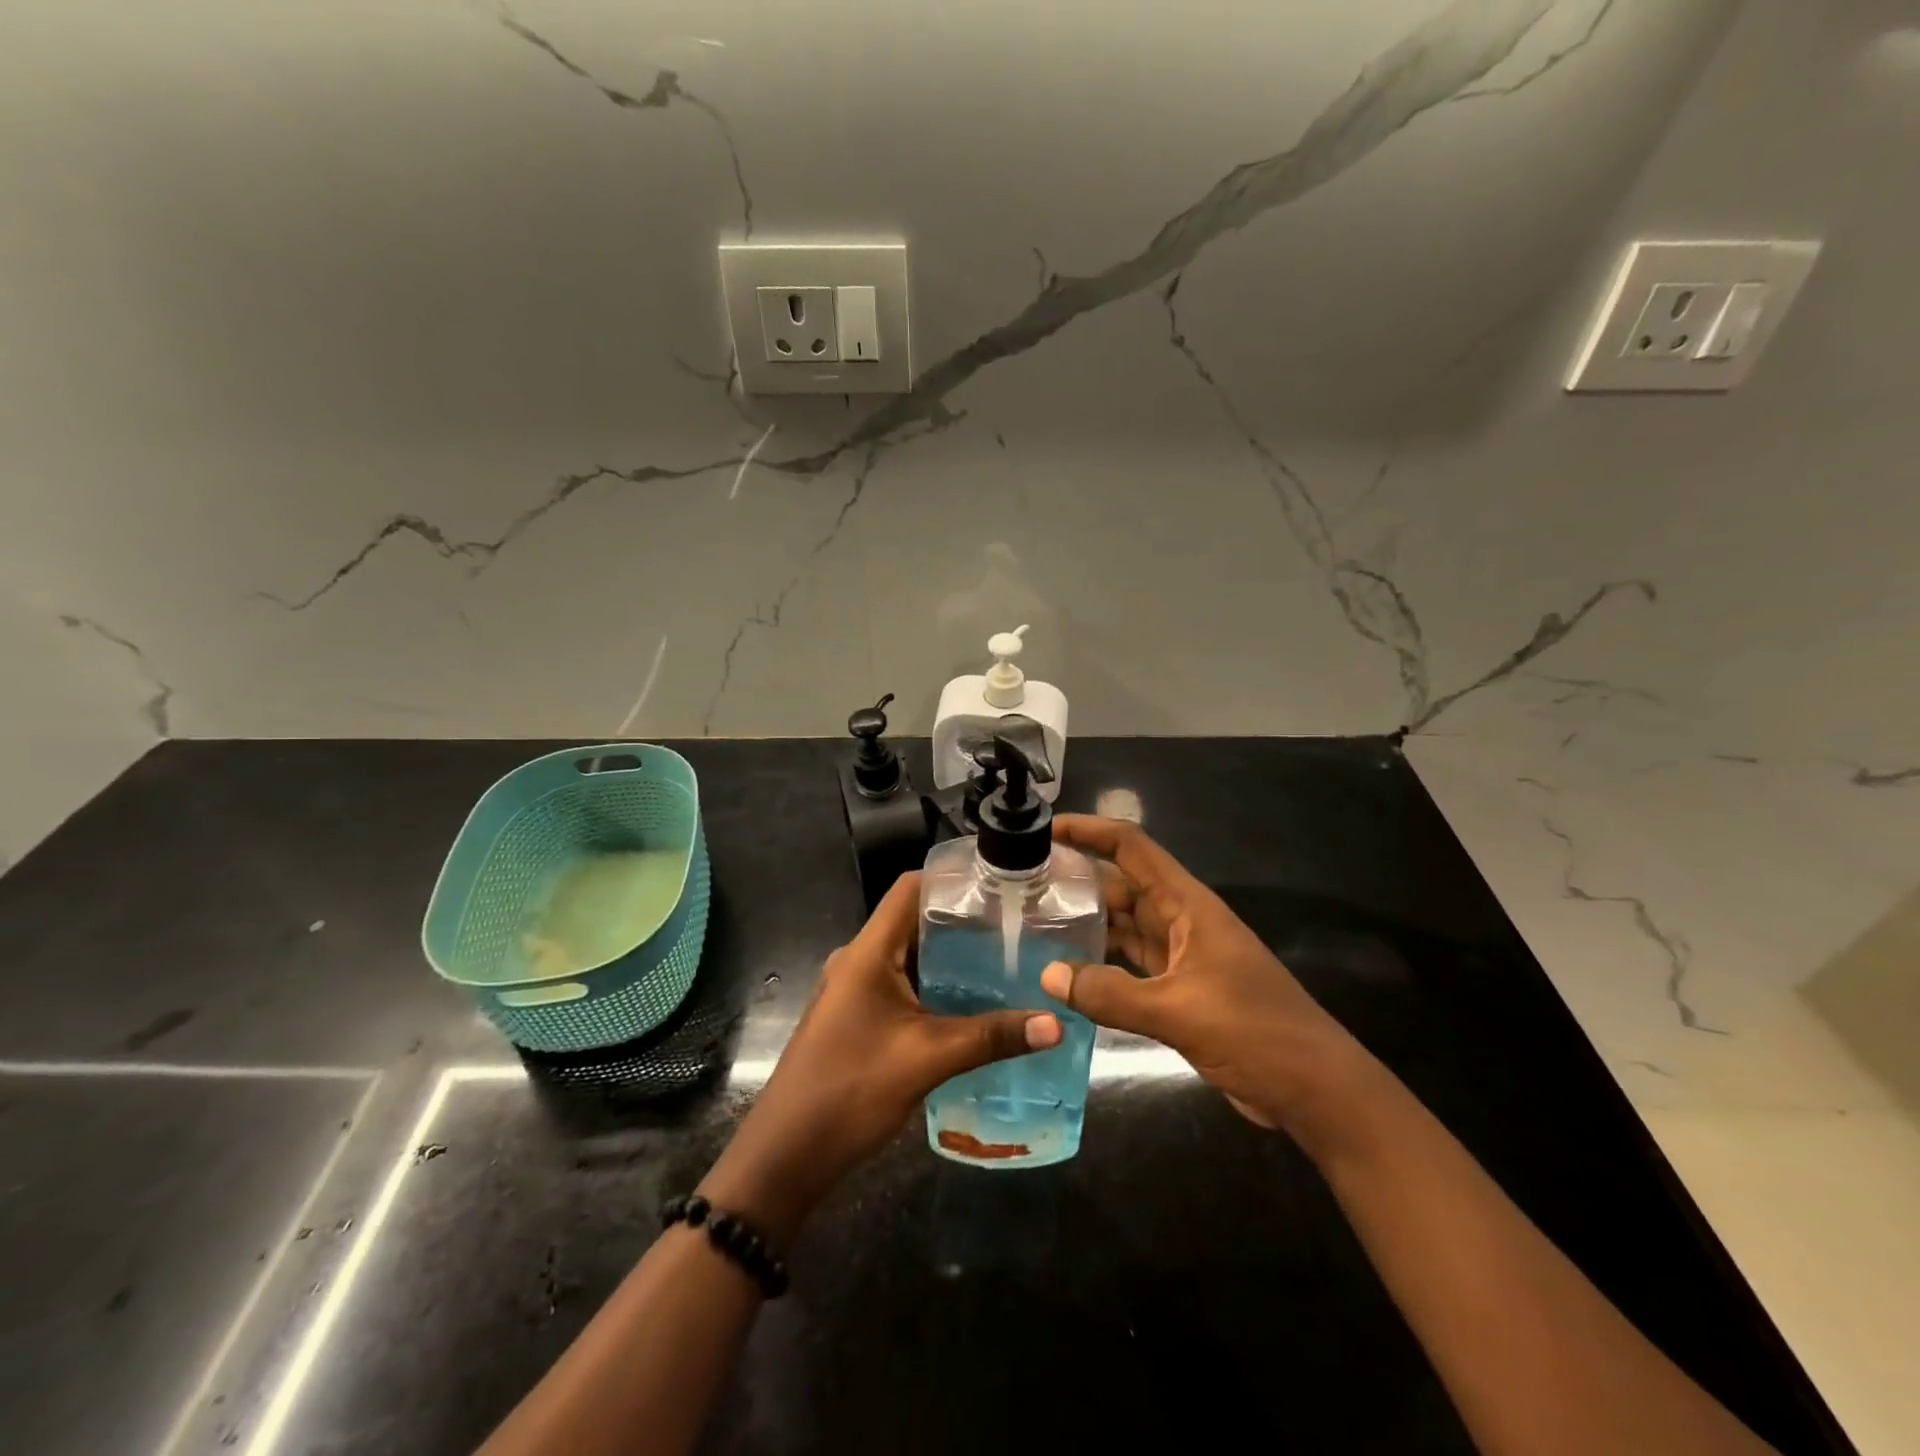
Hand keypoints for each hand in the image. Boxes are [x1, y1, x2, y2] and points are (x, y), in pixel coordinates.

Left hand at [701, 872, 1061, 1240]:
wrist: (786, 1155)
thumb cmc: (850, 1091)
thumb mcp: (927, 1059)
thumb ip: (991, 1037)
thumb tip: (1056, 1023)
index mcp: (869, 951)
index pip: (911, 888)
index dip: (954, 879)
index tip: (1003, 884)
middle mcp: (861, 959)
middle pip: (916, 920)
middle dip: (966, 921)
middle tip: (1020, 926)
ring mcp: (858, 988)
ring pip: (913, 955)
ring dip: (954, 957)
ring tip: (1009, 960)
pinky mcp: (861, 1015)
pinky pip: (906, 984)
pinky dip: (939, 986)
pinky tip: (976, 1003)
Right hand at [1039, 816, 1371, 1138]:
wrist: (1314, 1089)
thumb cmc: (1255, 1032)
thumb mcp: (1179, 1011)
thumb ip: (1111, 994)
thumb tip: (1048, 976)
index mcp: (1187, 905)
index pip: (1132, 848)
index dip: (1090, 830)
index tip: (1045, 828)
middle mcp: (1181, 920)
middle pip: (1122, 884)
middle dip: (1077, 878)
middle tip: (1023, 883)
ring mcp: (1181, 955)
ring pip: (1125, 925)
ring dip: (1086, 921)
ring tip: (1034, 920)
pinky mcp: (1180, 990)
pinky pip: (1131, 962)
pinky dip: (1101, 962)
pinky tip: (1068, 970)